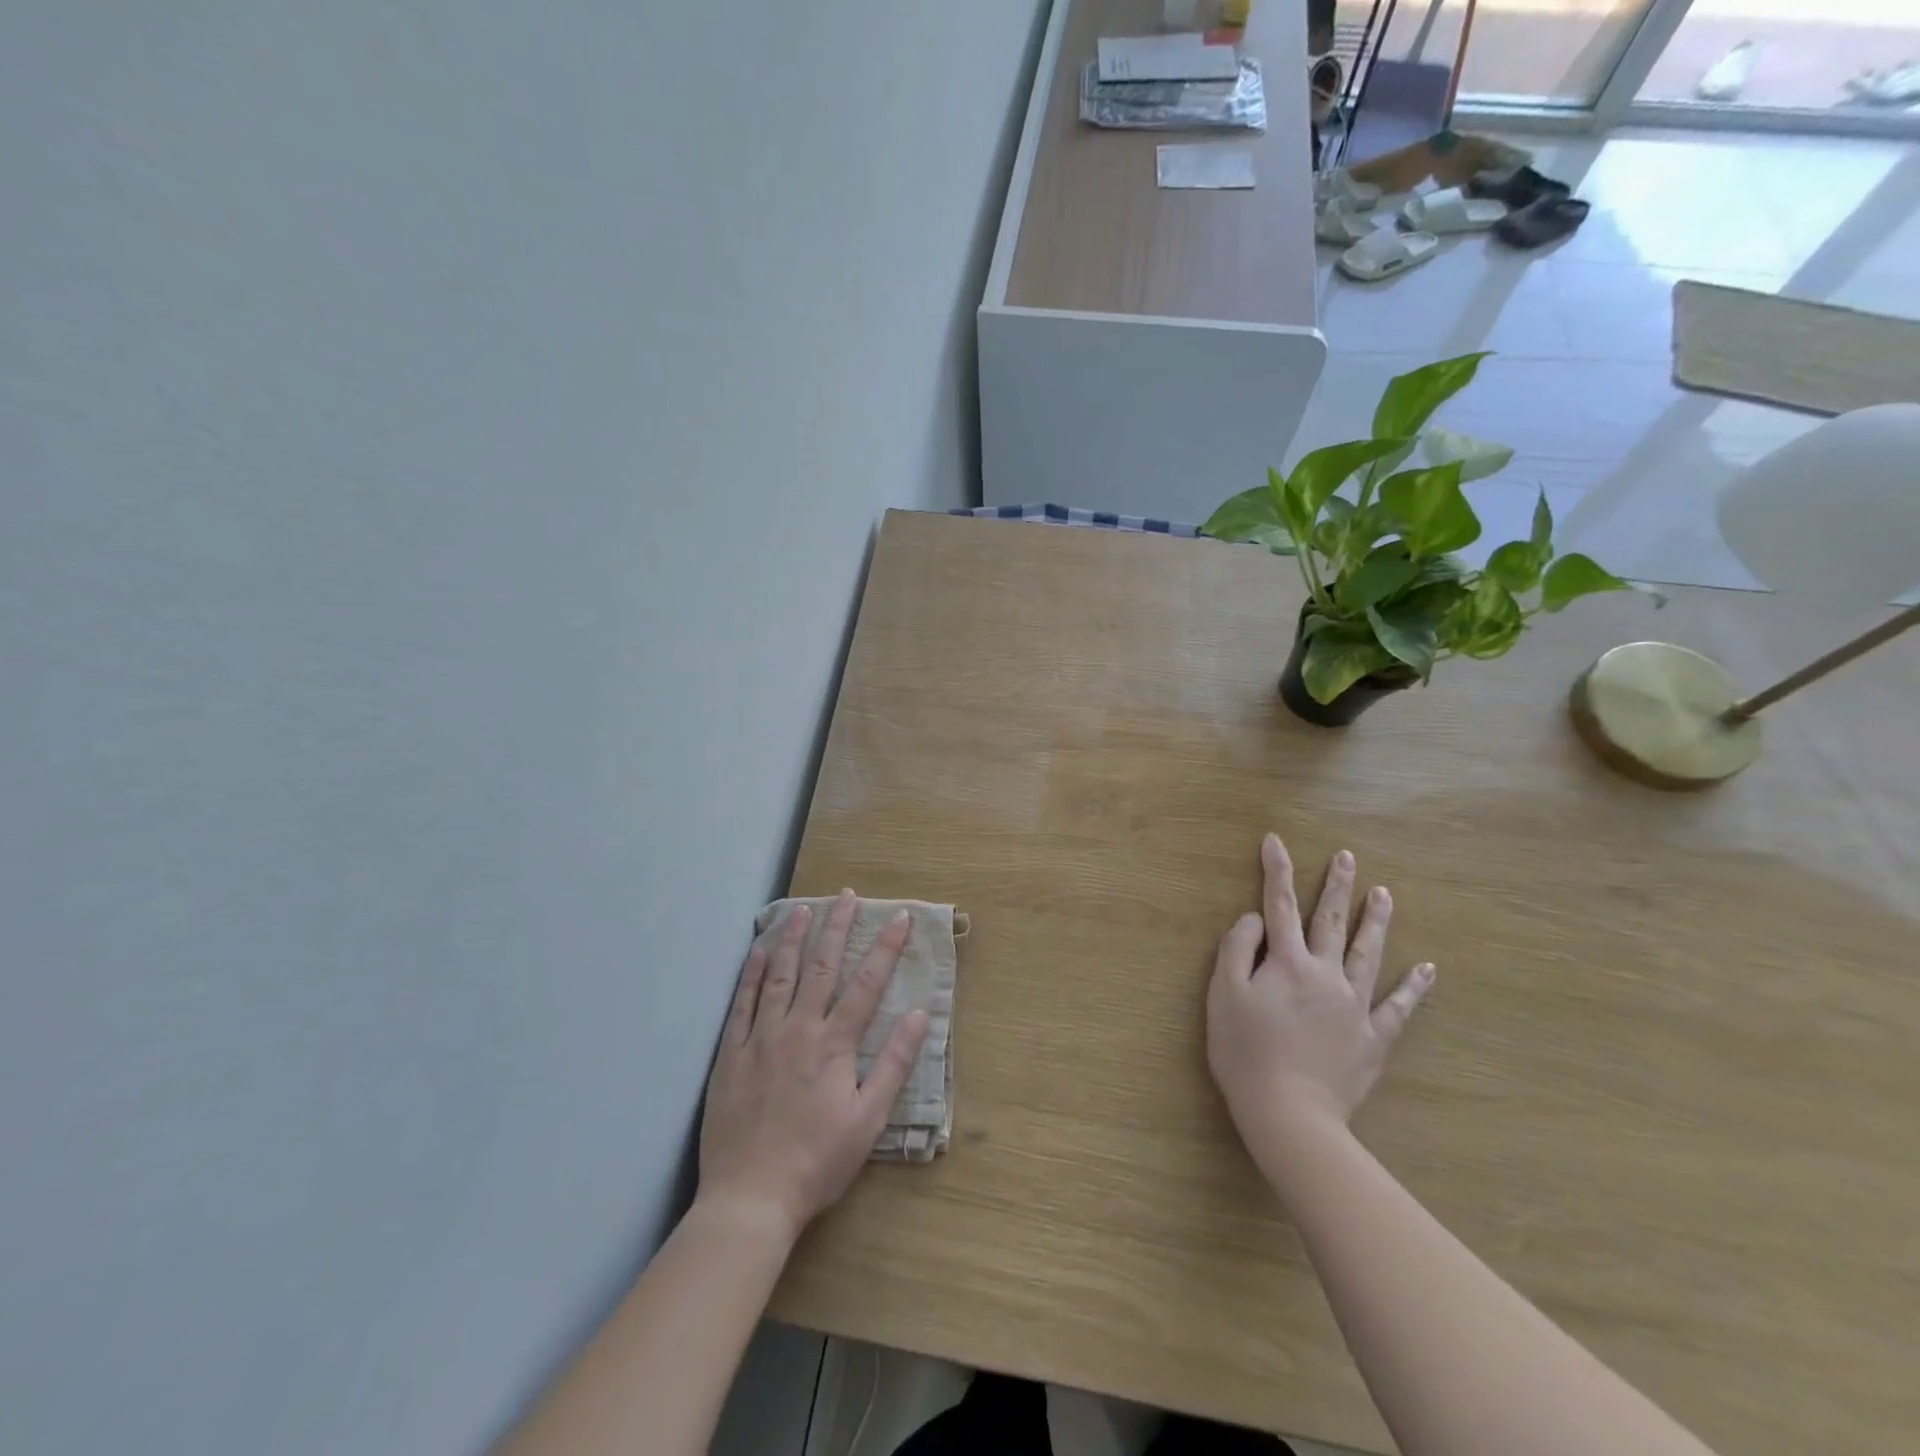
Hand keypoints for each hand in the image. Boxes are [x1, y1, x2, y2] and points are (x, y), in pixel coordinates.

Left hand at [697, 891, 929, 1241]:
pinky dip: (752, 973)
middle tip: (846, 896)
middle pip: (821, 966)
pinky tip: (759, 951)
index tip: (900, 917)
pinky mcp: (730, 1054)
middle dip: (837, 927)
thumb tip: (920, 1015)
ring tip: (802, 909)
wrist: (750, 1198)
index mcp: (834, 1044)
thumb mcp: (868, 1119)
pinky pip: (742, 1003)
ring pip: (779, 975)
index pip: (867, 983)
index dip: (886, 947)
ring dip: (793, 938)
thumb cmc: (817, 1161)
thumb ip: (894, 1064)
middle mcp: (797, 1029)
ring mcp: (759, 1038)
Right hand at [1208, 834, 1433, 1152]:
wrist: (1289, 1113)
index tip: (1275, 840)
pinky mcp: (1373, 1037)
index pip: (1278, 905)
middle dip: (1337, 885)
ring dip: (1376, 921)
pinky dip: (1414, 987)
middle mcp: (1325, 974)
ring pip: (1369, 954)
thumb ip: (1237, 950)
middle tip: (1347, 857)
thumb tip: (1254, 920)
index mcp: (1287, 962)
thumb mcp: (1223, 995)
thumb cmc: (1245, 1052)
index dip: (1276, 870)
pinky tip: (1428, 969)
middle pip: (1331, 921)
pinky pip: (1399, 1007)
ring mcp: (1355, 1005)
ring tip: (1384, 893)